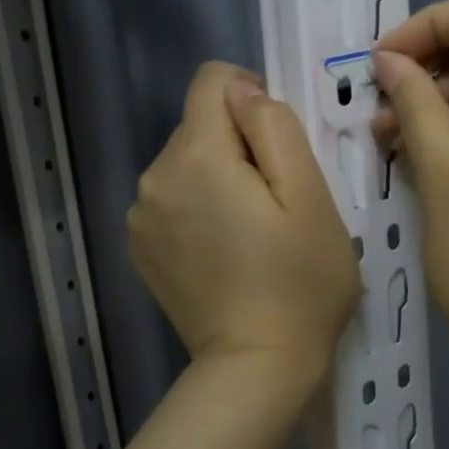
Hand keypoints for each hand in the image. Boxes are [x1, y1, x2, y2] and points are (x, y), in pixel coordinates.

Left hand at [128, 62, 361, 390]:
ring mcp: (139, 216)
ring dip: (216, 177)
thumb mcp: (309, 195)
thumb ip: (274, 127)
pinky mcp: (139, 247)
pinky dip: (197, 208)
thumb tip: (243, 93)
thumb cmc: (299, 282)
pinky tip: (224, 251)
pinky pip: (171, 199)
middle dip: (236, 145)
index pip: (212, 80)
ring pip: (185, 162)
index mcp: (196, 156)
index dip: (251, 97)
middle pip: (199, 124)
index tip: (277, 145)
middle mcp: (153, 177)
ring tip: (250, 230)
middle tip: (273, 200)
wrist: (256, 367)